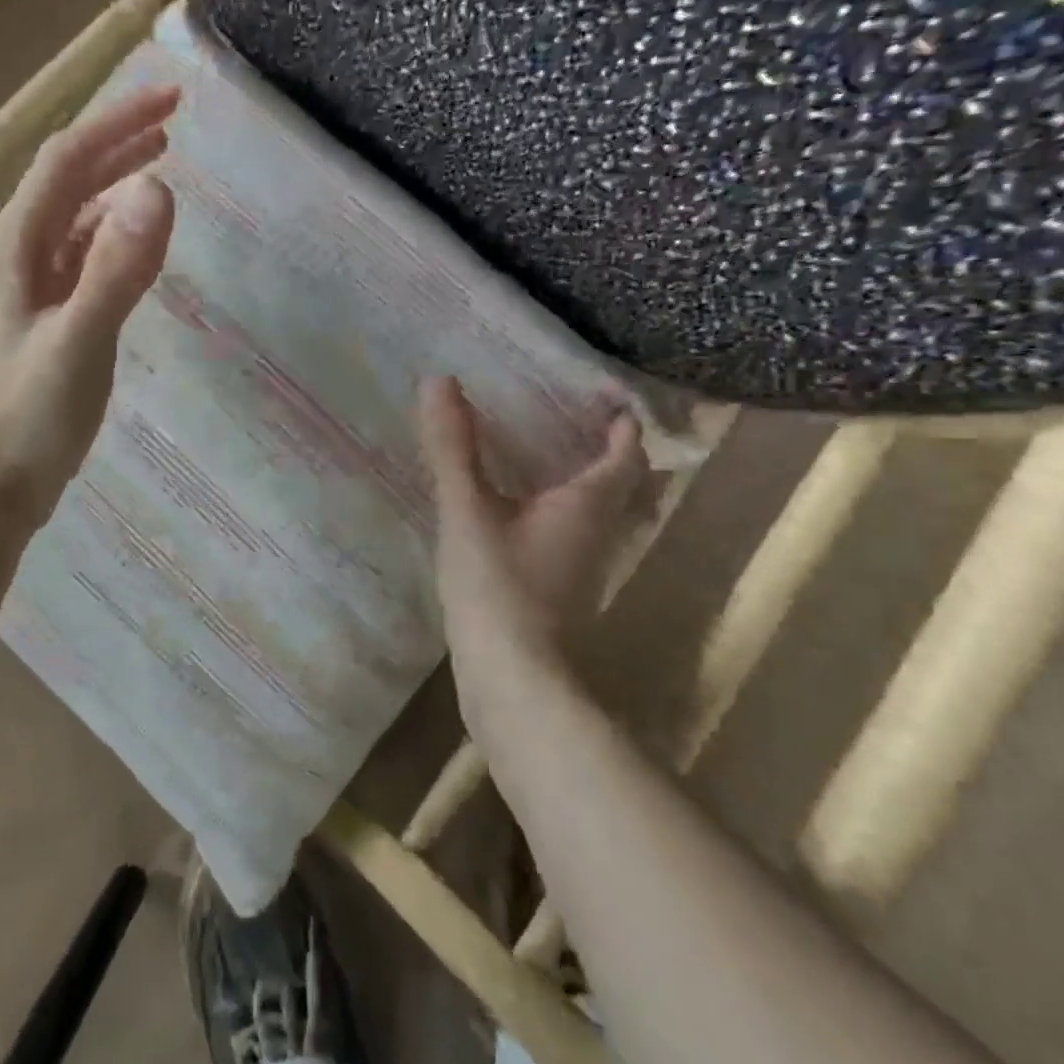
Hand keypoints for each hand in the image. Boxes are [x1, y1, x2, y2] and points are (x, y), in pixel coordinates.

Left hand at [0, 86, 179, 522]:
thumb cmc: (26, 420)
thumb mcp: (78, 344)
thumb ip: (117, 270)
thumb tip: (158, 188)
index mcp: (14, 250)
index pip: (67, 161)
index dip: (117, 122)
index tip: (173, 100)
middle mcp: (11, 258)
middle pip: (64, 182)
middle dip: (116, 145)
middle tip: (172, 124)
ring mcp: (21, 292)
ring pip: (68, 221)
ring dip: (110, 188)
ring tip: (156, 171)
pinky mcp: (36, 323)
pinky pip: (73, 261)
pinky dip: (106, 239)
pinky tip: (127, 248)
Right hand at [417, 376, 647, 694]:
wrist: (512, 682)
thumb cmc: (498, 588)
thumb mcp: (467, 510)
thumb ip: (453, 447)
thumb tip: (439, 381)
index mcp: (587, 505)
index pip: (624, 452)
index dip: (620, 420)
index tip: (600, 392)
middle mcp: (597, 532)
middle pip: (619, 482)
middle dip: (604, 447)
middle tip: (568, 415)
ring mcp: (581, 566)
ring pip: (596, 510)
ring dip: (579, 477)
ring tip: (541, 452)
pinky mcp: (559, 590)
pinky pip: (568, 533)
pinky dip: (555, 508)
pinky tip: (516, 509)